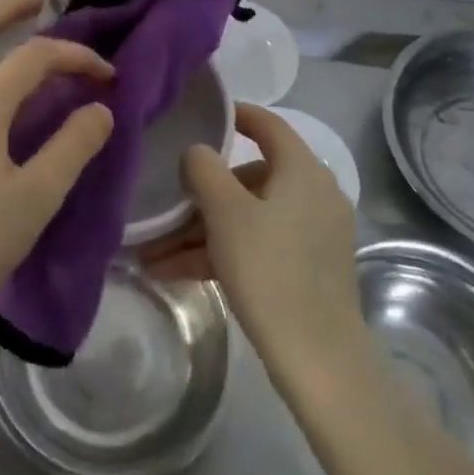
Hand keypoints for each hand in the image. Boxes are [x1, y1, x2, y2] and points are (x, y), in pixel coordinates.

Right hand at [141, 103, 360, 370]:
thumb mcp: (226, 213)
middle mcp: (313, 194)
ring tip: (155, 254)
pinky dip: (222, 252)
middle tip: (164, 212)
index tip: (201, 114)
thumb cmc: (270, 270)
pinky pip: (257, 244)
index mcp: (302, 171)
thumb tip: (198, 153)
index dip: (234, 114)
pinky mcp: (307, 268)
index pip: (267, 124)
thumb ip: (204, 169)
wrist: (318, 360)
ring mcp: (313, 233)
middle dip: (200, 196)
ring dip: (201, 232)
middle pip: (249, 179)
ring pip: (247, 217)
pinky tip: (176, 273)